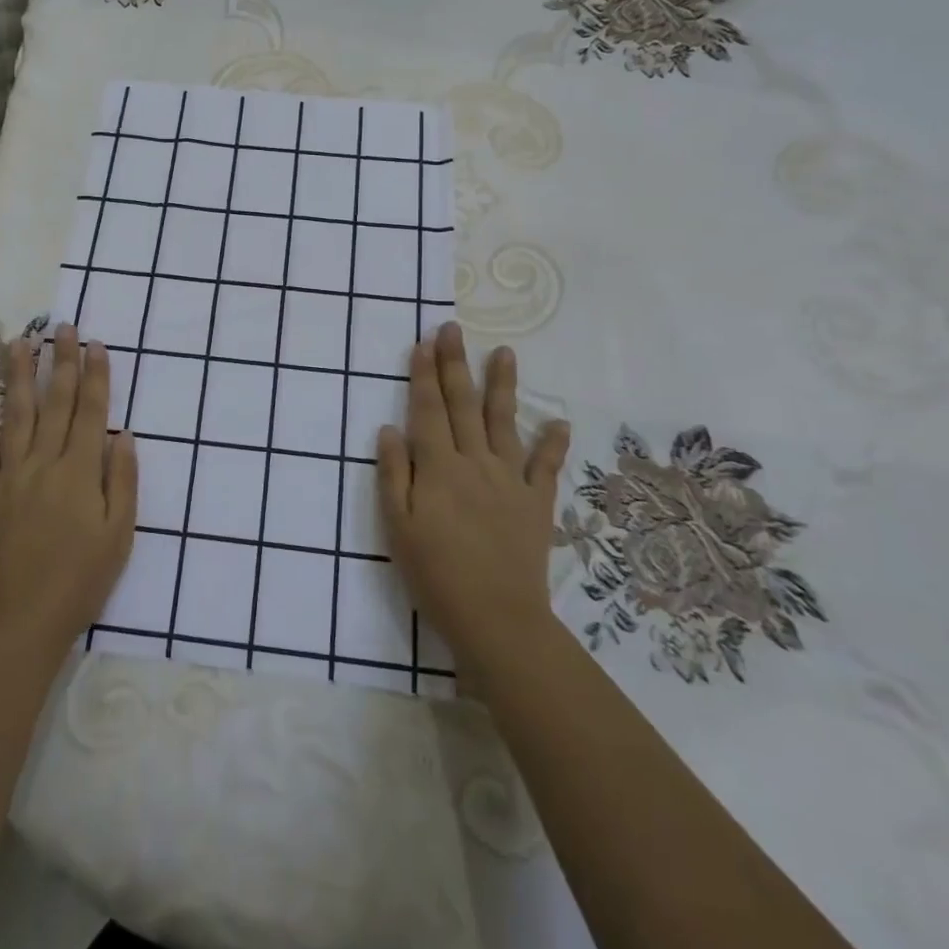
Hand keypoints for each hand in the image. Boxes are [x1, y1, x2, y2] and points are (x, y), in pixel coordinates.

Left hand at [0, 326, 137, 666]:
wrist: (23, 618)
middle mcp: (44, 462)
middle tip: (63, 328)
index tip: (96, 344)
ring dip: (17, 377)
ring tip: (18, 343)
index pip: (90, 411)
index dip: (95, 375)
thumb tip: (124, 434)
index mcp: (80, 471)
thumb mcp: (119, 534)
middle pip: (55, 403)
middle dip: (61, 362)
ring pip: (15, 416)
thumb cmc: (81, 579)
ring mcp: (10, 476)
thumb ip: (123, 480)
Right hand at [377, 322, 570, 676]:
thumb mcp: (397, 527)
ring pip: (504, 422)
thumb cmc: (435, 573)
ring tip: (504, 353)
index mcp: (437, 467)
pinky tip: (559, 423)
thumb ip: (393, 474)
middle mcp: (474, 462)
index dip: (424, 374)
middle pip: (462, 404)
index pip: (428, 409)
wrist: (496, 618)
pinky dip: (552, 444)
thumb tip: (389, 429)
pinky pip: (546, 468)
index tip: (424, 342)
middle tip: (452, 329)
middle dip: (455, 364)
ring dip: (502, 386)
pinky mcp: (536, 503)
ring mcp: (509, 480)